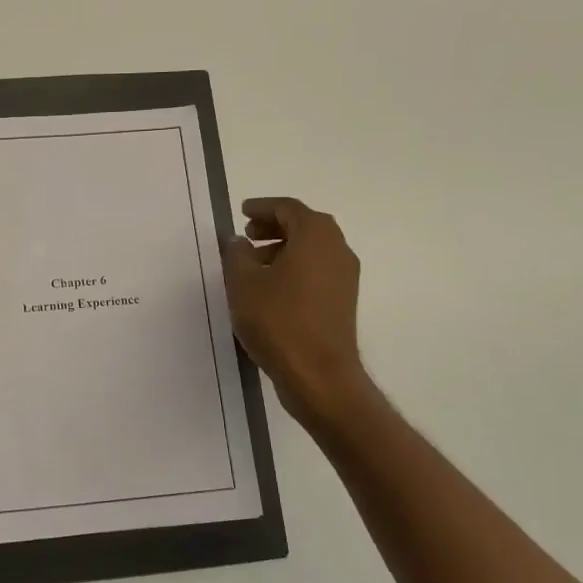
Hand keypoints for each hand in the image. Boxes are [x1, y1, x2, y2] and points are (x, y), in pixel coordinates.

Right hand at [223, 197, 366, 425]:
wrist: (319, 374)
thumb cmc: (278, 320)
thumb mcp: (243, 283)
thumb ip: (237, 254)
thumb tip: (239, 242)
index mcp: (316, 236)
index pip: (288, 208)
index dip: (263, 207)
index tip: (242, 213)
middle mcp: (337, 249)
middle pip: (305, 226)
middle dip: (274, 227)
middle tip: (247, 236)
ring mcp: (345, 277)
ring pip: (312, 250)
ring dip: (283, 249)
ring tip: (252, 265)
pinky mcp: (343, 302)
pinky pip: (317, 271)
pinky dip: (294, 269)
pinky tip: (269, 290)